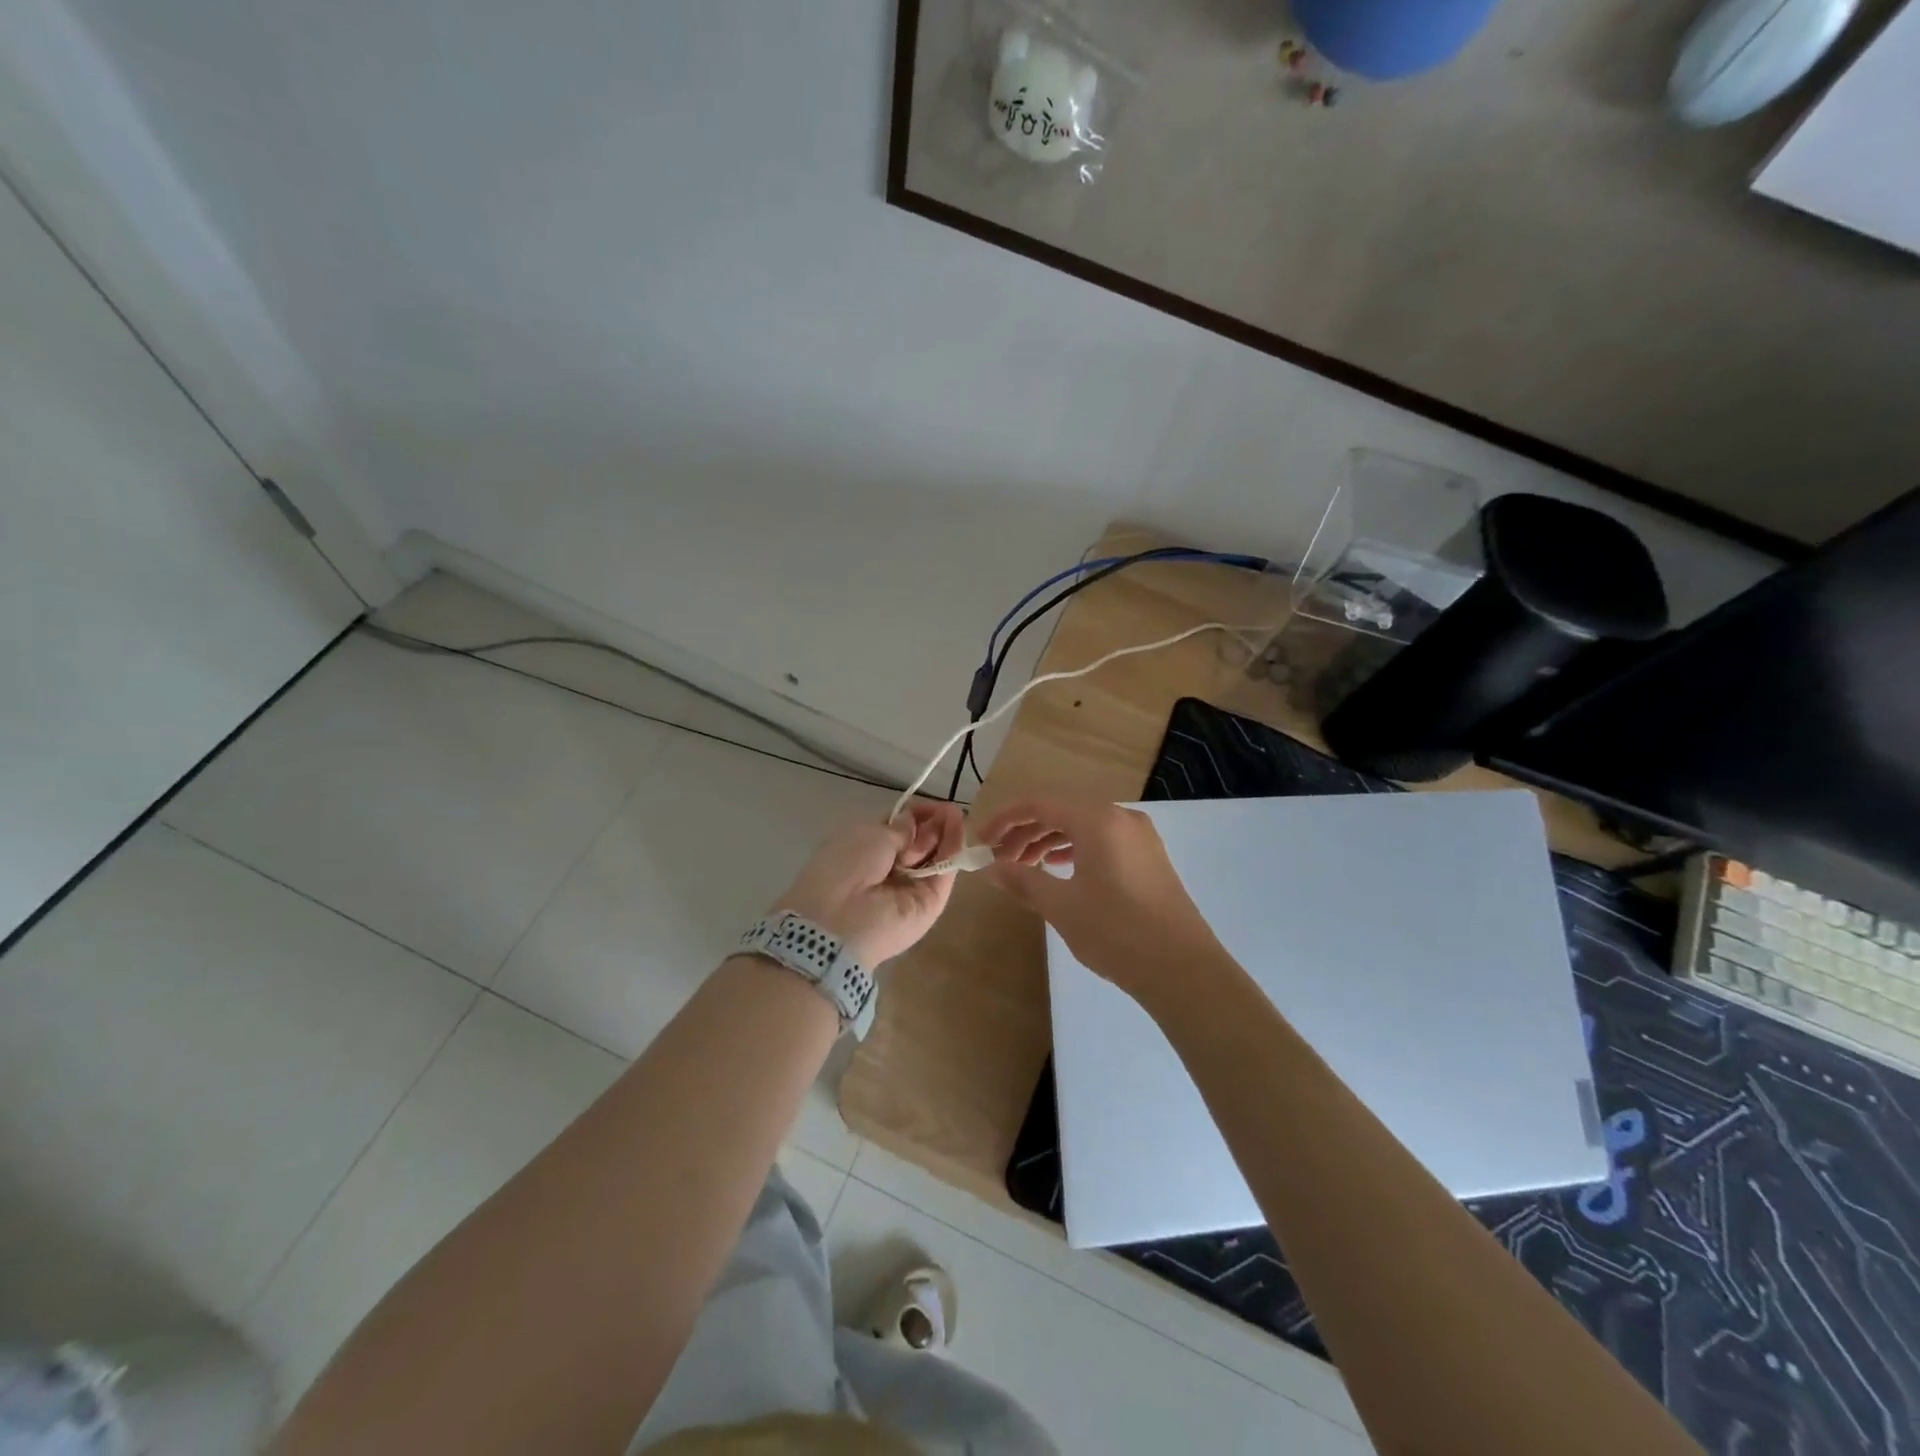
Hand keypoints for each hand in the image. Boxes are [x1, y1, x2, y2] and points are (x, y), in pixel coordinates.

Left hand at [769, 801, 966, 965]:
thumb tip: (915, 820)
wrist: (841, 919)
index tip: (934, 804)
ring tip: (956, 815)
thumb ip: (900, 829)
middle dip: (933, 822)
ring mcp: (913, 885)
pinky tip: (959, 829)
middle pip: (920, 840)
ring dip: (946, 832)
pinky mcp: (932, 902)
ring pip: (936, 855)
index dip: (918, 813)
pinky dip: (953, 849)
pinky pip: (944, 871)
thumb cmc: (847, 866)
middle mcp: (891, 867)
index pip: (901, 827)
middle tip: (947, 811)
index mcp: (869, 848)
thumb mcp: (871, 835)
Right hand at [980, 798, 1225, 1001]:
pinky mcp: (1149, 857)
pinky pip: (1102, 839)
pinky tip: (1060, 869)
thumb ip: (1022, 880)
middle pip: (1061, 811)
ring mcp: (1139, 836)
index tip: (982, 841)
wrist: (1183, 969)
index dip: (1005, 819)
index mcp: (1097, 820)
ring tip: (1025, 866)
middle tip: (999, 859)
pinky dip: (1075, 849)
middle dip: (1025, 832)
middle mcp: (1120, 817)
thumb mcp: (1061, 906)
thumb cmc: (1116, 932)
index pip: (1039, 804)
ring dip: (1049, 840)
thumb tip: (990, 868)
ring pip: (1082, 826)